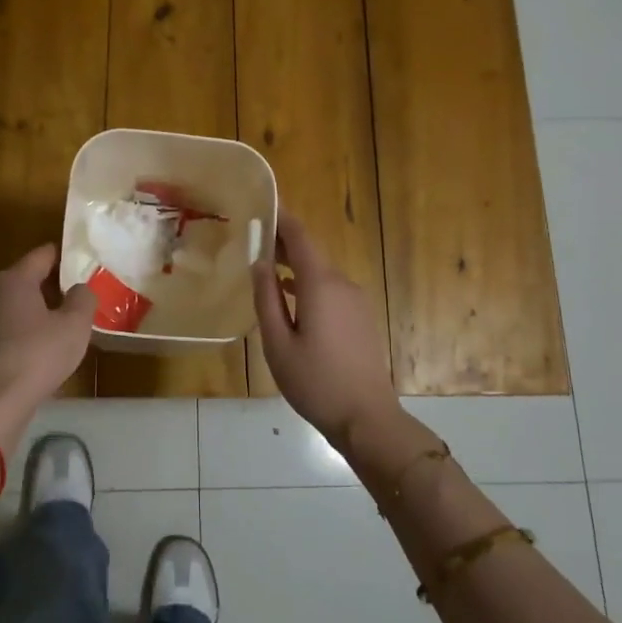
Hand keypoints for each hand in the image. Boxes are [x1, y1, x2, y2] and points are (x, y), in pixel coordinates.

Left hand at [0, 245, 96, 448]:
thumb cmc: (37, 357)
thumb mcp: (74, 326)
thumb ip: (83, 299)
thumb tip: (80, 288)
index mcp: (14, 280)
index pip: (42, 254)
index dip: (65, 256)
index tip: (84, 264)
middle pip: (26, 280)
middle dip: (51, 287)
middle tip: (78, 299)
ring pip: (13, 307)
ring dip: (36, 313)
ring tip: (61, 328)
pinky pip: (4, 331)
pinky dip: (21, 335)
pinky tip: (38, 354)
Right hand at [252, 213, 400, 446]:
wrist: (367, 418)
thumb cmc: (315, 382)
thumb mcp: (278, 344)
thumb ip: (266, 299)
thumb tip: (260, 264)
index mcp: (321, 285)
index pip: (301, 237)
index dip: (282, 218)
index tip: (263, 204)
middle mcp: (342, 285)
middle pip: (311, 252)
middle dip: (284, 242)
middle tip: (254, 237)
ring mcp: (356, 301)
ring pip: (321, 272)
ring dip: (295, 265)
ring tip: (266, 266)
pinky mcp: (361, 317)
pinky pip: (331, 289)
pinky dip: (308, 284)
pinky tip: (291, 297)